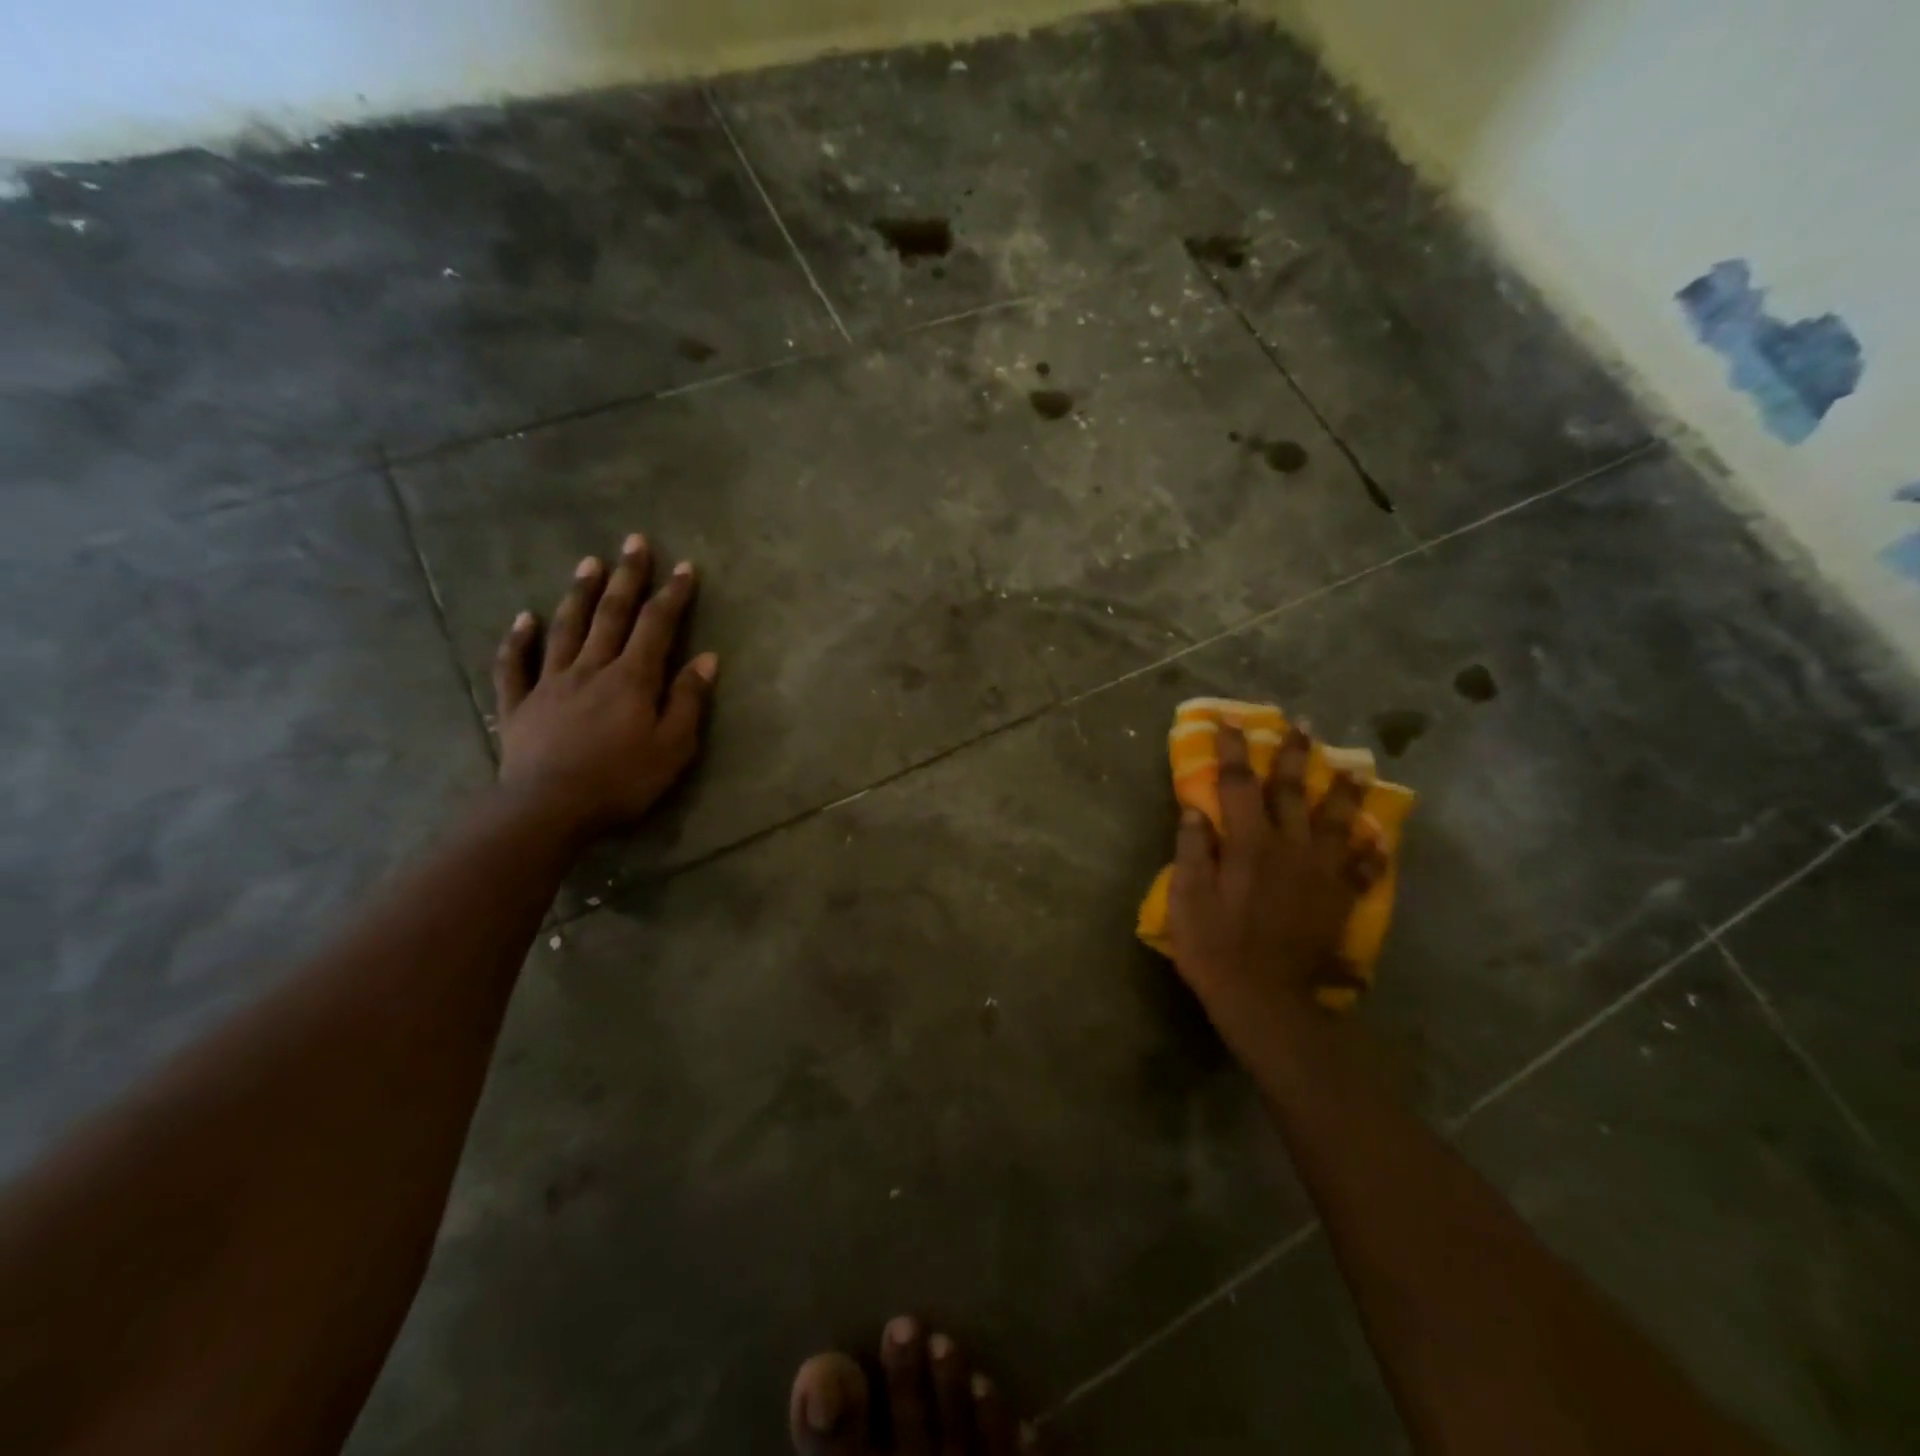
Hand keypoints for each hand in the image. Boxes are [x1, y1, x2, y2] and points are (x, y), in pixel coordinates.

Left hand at [493, 533, 716, 836]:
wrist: (548, 809)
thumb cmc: (621, 781)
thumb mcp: (673, 747)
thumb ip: (688, 700)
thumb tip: (706, 659)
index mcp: (632, 679)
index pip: (657, 626)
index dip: (672, 595)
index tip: (684, 567)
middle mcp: (591, 668)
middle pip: (611, 615)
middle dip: (627, 577)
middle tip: (634, 542)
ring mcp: (550, 683)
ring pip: (566, 629)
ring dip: (579, 594)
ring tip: (589, 563)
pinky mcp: (520, 705)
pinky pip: (515, 666)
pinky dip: (518, 640)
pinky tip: (524, 619)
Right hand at [1169, 725, 1384, 1027]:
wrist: (1266, 1000)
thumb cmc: (1215, 947)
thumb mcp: (1187, 898)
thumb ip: (1192, 849)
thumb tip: (1197, 809)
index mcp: (1249, 844)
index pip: (1240, 784)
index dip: (1234, 750)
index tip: (1231, 720)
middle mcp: (1289, 848)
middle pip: (1293, 791)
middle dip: (1294, 755)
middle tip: (1302, 724)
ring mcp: (1320, 873)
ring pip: (1337, 820)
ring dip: (1343, 790)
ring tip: (1354, 767)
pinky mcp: (1338, 899)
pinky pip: (1361, 869)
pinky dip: (1369, 851)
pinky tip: (1377, 838)